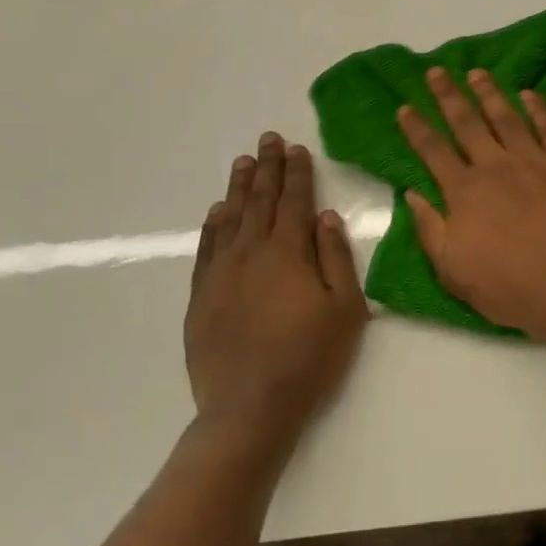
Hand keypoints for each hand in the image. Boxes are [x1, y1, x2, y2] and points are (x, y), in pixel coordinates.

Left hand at [184, 134, 367, 449]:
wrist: (250, 406)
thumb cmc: (310, 356)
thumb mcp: (344, 307)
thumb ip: (335, 257)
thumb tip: (325, 217)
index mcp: (288, 253)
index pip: (293, 202)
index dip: (296, 173)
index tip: (296, 148)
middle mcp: (251, 253)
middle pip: (259, 201)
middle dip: (266, 168)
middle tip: (268, 139)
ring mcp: (221, 274)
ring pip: (229, 219)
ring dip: (238, 188)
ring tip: (243, 162)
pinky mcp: (201, 296)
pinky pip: (206, 249)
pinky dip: (212, 225)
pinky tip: (216, 212)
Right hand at [398, 67, 545, 331]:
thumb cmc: (508, 285)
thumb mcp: (452, 268)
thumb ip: (430, 228)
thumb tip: (412, 194)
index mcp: (464, 191)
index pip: (433, 151)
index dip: (417, 128)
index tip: (405, 107)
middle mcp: (496, 166)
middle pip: (467, 123)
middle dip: (449, 96)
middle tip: (437, 71)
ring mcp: (535, 160)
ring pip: (507, 117)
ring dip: (490, 93)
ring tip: (477, 73)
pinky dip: (539, 108)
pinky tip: (529, 94)